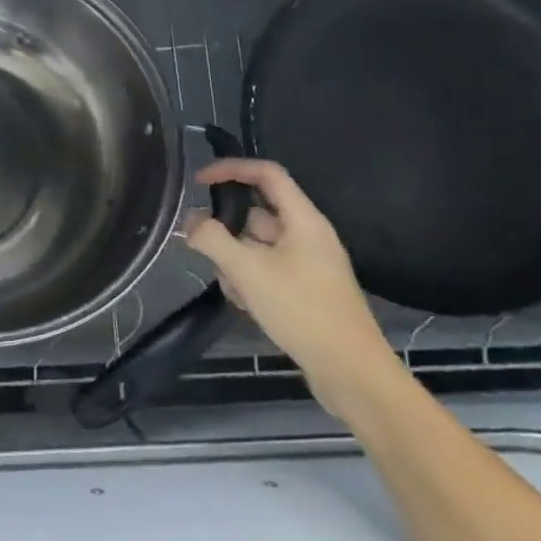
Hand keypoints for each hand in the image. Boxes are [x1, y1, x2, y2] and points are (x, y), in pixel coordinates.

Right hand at [185, 158, 401, 413]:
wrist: (349, 371)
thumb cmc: (301, 310)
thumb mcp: (247, 270)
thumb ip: (212, 238)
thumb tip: (191, 221)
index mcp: (303, 220)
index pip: (266, 174)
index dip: (231, 169)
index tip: (198, 181)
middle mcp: (307, 236)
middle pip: (255, 214)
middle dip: (227, 232)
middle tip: (211, 255)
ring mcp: (307, 264)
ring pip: (255, 245)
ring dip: (235, 261)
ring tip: (235, 290)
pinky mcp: (304, 289)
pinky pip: (265, 269)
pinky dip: (249, 280)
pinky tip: (246, 305)